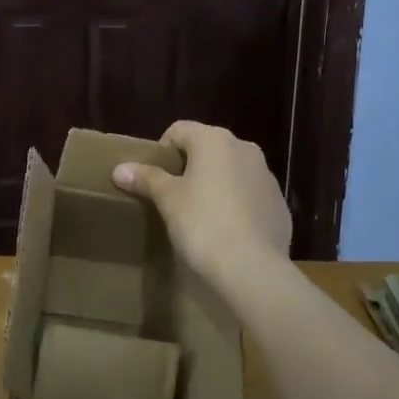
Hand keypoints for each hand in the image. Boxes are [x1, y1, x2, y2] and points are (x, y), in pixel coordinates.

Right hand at [112, 121, 292, 298]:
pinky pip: (250, 195)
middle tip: (174, 197)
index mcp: (214, 140)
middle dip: (189, 167)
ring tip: (200, 215)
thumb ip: (146, 178)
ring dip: (215, 184)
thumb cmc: (203, 224)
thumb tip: (119, 168)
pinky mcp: (279, 203)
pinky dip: (237, 204)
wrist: (253, 268)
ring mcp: (266, 175)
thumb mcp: (168, 200)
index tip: (154, 179)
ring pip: (232, 170)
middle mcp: (244, 148)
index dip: (162, 151)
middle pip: (208, 148)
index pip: (179, 130)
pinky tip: (227, 231)